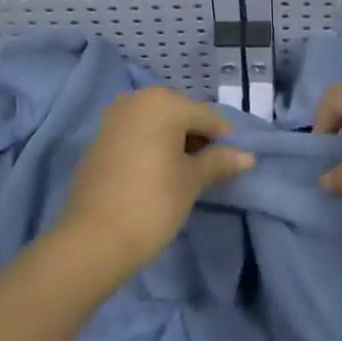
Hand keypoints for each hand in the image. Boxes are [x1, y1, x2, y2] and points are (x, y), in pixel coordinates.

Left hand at [57, 88, 254, 280]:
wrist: (92, 240)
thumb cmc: (153, 203)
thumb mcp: (192, 182)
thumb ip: (220, 162)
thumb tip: (248, 157)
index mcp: (164, 102)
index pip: (207, 117)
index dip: (224, 141)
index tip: (231, 166)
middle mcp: (138, 100)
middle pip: (181, 115)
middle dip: (197, 139)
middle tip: (207, 173)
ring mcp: (114, 118)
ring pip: (157, 125)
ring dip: (173, 143)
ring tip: (183, 176)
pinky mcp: (99, 140)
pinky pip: (136, 135)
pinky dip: (150, 148)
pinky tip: (155, 176)